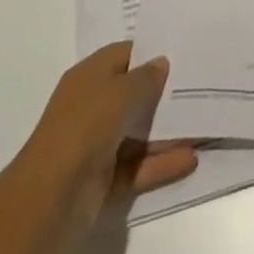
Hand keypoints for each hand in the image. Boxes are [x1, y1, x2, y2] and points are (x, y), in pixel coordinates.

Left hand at [15, 42, 197, 233]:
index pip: (125, 55)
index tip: (185, 53)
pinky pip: (138, 166)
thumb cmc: (85, 127)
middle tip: (202, 86)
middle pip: (134, 94)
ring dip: (168, 132)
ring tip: (204, 125)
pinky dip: (161, 163)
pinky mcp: (104, 180)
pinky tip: (191, 158)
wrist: (49, 201)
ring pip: (139, 133)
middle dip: (165, 93)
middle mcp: (92, 107)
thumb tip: (162, 63)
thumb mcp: (121, 91)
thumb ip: (146, 77)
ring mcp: (97, 145)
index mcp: (89, 77)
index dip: (152, 52)